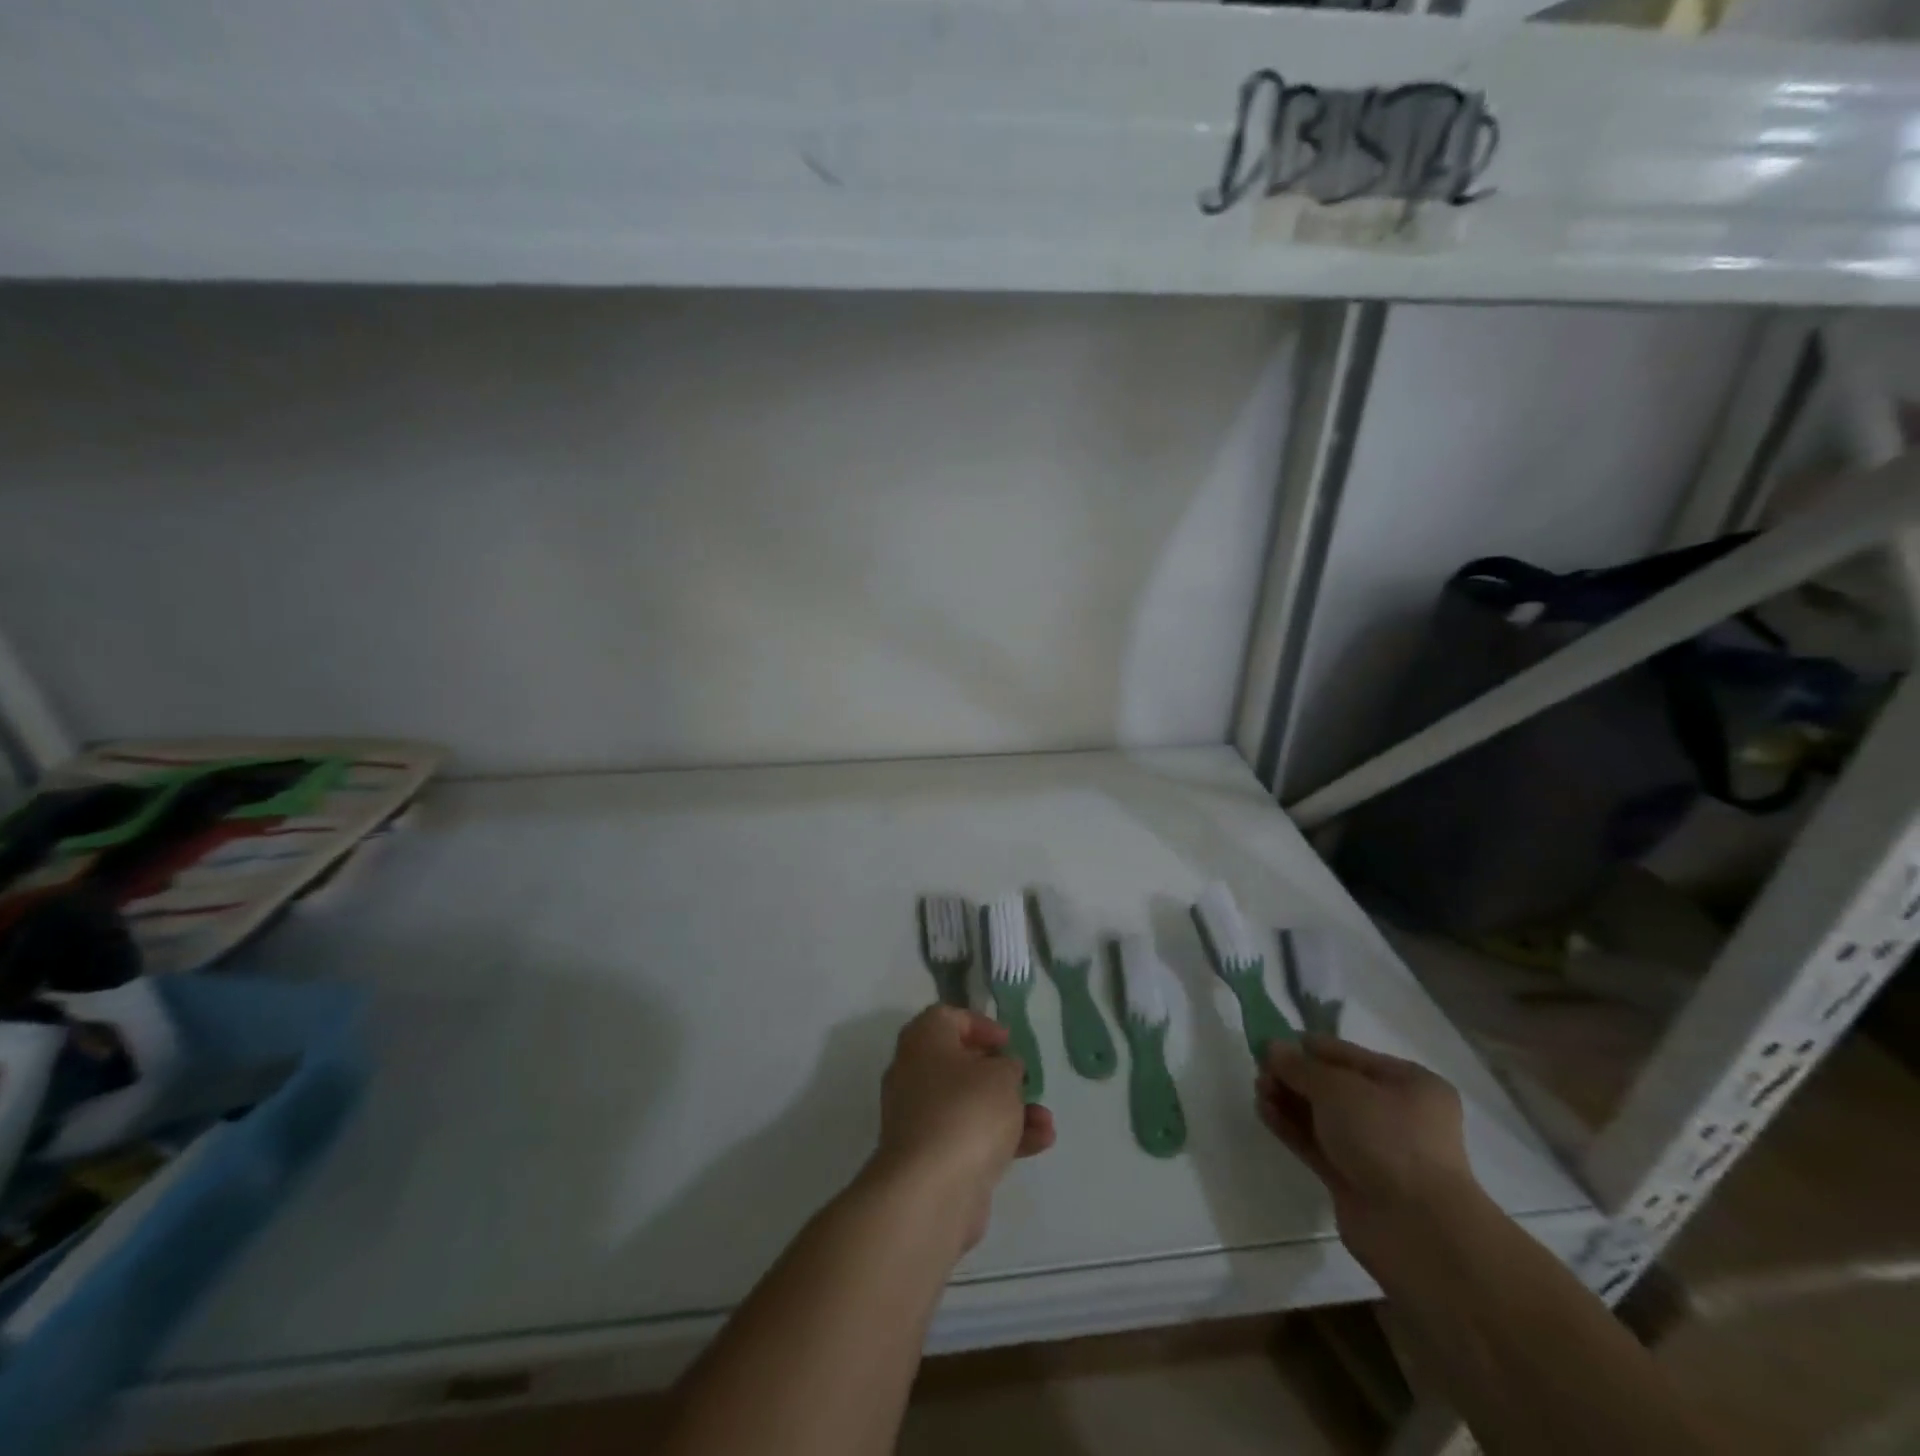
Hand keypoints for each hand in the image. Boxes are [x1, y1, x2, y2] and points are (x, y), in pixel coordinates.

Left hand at [870, 1006, 1055, 1248]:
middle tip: (1024, 1080)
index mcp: (923, 1041)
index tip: (1008, 1042)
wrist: (931, 1191)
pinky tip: (1040, 1143)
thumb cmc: (967, 1111)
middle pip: (959, 1063)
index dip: (980, 1025)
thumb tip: (1002, 1069)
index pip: (947, 1017)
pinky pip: (970, 1137)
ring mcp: (921, 1119)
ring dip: (1010, 1110)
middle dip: (999, 1074)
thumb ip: (1008, 1066)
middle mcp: (914, 1074)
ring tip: (1046, 1120)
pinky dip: (1002, 1138)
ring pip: (969, 1104)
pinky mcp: (932, 1158)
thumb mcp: (1001, 1075)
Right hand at [1256, 1035, 1484, 1272]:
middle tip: (1259, 1070)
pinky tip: (1264, 1112)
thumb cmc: (1386, 1138)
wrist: (1416, 1229)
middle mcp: (1396, 1114)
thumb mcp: (1337, 1088)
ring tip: (1258, 1089)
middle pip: (1333, 1087)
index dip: (1308, 1048)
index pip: (1348, 1055)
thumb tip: (1272, 1047)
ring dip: (1288, 1100)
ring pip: (1322, 1116)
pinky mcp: (1354, 1180)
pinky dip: (1291, 1127)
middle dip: (1294, 1076)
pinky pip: (1316, 1144)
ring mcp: (1375, 1150)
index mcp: (1408, 1084)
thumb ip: (1299, 1066)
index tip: (1270, 1043)